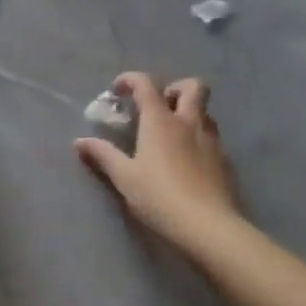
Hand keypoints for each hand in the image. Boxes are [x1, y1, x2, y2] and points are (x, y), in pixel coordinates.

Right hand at [75, 72, 240, 249]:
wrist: (207, 226)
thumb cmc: (159, 196)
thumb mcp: (124, 177)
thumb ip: (103, 155)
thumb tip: (80, 141)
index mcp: (161, 121)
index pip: (146, 84)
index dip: (130, 79)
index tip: (118, 90)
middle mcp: (189, 122)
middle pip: (192, 86)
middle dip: (174, 88)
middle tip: (158, 107)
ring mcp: (212, 141)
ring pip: (205, 112)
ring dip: (189, 114)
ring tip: (171, 136)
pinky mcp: (225, 161)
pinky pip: (212, 138)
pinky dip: (198, 139)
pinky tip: (187, 162)